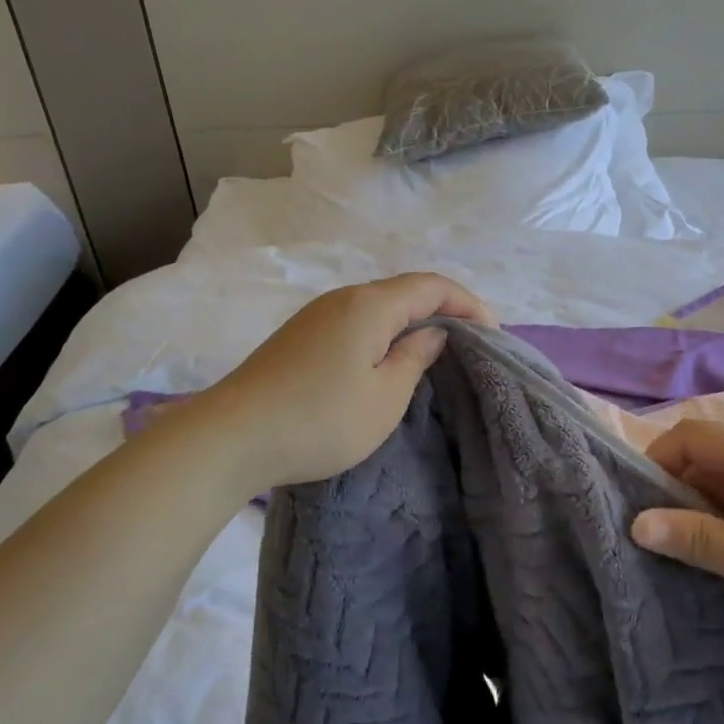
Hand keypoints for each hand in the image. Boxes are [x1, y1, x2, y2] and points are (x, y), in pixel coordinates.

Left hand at [192, 272, 493, 495]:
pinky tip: (386, 360)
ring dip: (412, 321)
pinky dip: (384, 332)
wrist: (231, 438)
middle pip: (405, 290)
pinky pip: (356, 321)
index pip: (432, 286)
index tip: (492, 334)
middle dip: (443, 310)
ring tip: (434, 352)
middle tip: (469, 343)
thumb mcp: (384, 397)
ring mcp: (317, 315)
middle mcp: (344, 298)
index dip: (468, 303)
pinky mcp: (300, 336)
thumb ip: (415, 357)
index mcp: (370, 305)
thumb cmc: (320, 420)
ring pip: (379, 306)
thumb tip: (432, 333)